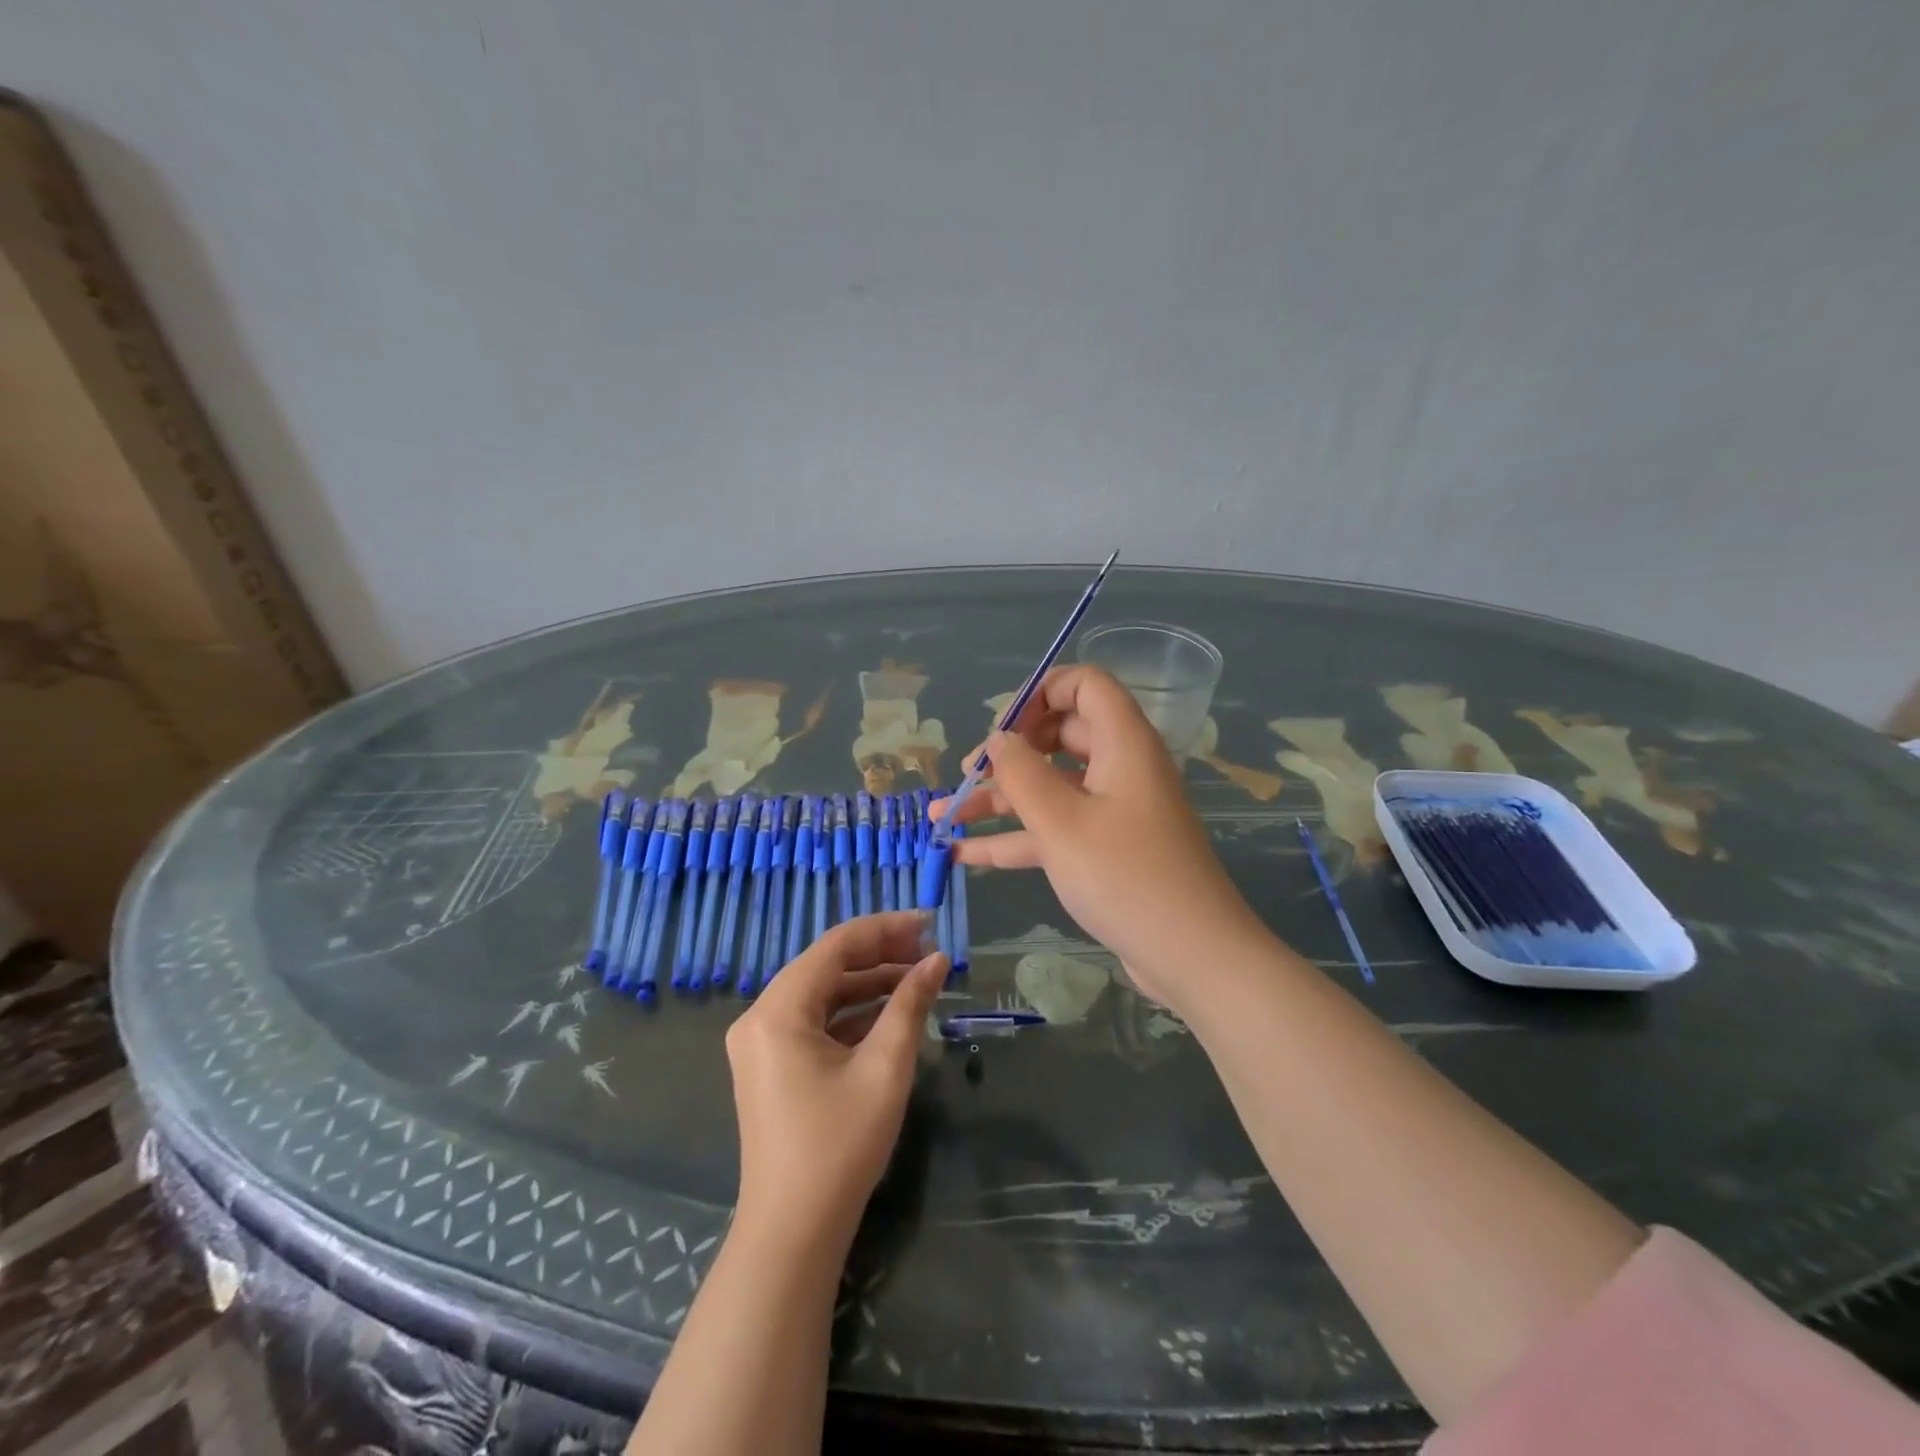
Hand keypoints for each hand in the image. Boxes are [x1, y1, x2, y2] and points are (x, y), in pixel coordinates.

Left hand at [725, 911, 946, 1250]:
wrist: (793, 1232)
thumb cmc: (840, 1145)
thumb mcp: (885, 1067)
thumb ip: (910, 1004)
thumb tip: (938, 960)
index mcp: (778, 1010)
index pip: (835, 946)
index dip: (884, 929)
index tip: (928, 923)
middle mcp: (760, 1017)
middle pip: (826, 966)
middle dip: (879, 954)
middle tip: (929, 951)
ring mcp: (762, 1043)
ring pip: (821, 993)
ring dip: (868, 983)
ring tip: (918, 976)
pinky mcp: (772, 1065)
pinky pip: (814, 1021)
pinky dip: (852, 1012)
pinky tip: (891, 1010)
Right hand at [939, 665, 1266, 1016]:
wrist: (1192, 955)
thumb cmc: (1125, 875)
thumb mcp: (1061, 821)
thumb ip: (1021, 773)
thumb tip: (998, 740)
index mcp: (1122, 742)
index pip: (1085, 685)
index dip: (1040, 693)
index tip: (1001, 728)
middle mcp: (1120, 768)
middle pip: (1060, 736)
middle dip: (1008, 752)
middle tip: (967, 775)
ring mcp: (1114, 812)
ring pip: (1050, 788)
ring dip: (998, 800)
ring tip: (942, 815)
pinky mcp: (1106, 851)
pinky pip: (1055, 830)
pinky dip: (1014, 838)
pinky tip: (963, 854)